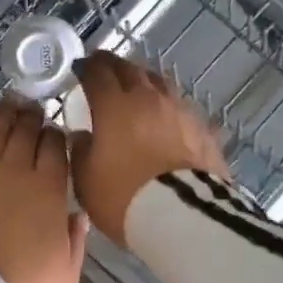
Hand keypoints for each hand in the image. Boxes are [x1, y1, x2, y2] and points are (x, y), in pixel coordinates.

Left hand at [0, 102, 88, 282]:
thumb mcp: (65, 276)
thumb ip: (75, 242)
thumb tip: (78, 216)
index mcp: (49, 191)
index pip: (56, 150)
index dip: (57, 137)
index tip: (56, 133)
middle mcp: (15, 171)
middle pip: (25, 133)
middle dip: (33, 118)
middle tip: (34, 110)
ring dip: (5, 115)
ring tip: (11, 105)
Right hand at [71, 52, 229, 245]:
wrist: (183, 217)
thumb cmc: (124, 198)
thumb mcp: (86, 181)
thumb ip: (80, 152)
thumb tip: (82, 135)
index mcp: (115, 106)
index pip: (97, 74)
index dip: (86, 67)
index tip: (79, 68)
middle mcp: (148, 99)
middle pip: (130, 70)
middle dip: (113, 65)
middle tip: (103, 68)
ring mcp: (180, 111)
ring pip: (159, 82)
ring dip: (143, 80)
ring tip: (136, 86)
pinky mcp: (203, 128)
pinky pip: (180, 107)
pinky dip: (167, 105)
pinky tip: (166, 115)